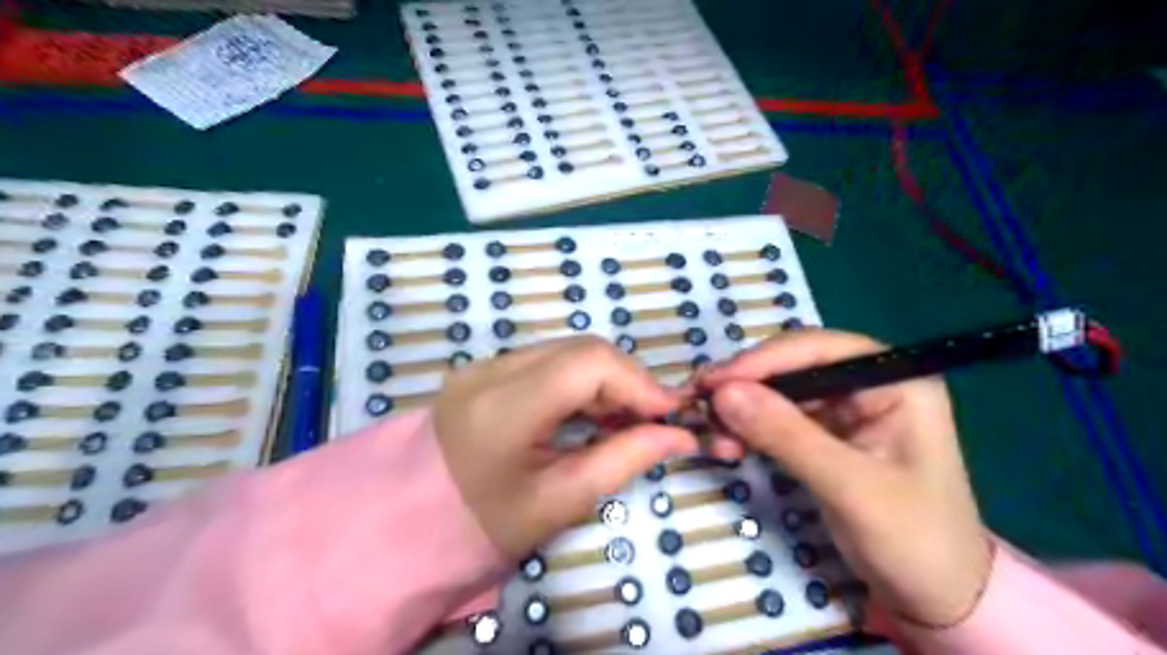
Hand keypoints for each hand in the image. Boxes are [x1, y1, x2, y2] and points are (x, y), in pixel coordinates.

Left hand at [435, 338, 694, 557]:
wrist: (414, 522)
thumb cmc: (487, 525)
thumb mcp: (561, 500)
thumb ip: (625, 459)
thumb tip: (680, 435)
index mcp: (504, 407)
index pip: (589, 363)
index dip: (638, 381)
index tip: (669, 413)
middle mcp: (491, 371)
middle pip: (582, 350)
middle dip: (626, 380)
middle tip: (649, 420)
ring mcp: (483, 365)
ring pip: (567, 351)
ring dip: (605, 379)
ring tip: (622, 418)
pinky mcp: (483, 369)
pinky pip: (547, 360)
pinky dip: (579, 380)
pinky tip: (588, 411)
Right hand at [695, 333, 988, 628]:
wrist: (934, 596)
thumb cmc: (914, 540)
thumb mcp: (850, 487)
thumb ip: (787, 436)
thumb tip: (723, 393)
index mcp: (896, 380)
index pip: (820, 349)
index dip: (764, 360)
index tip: (715, 382)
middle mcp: (867, 383)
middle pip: (793, 364)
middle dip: (746, 383)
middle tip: (699, 402)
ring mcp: (844, 408)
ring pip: (778, 389)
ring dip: (740, 405)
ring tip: (707, 426)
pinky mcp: (824, 432)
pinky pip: (776, 416)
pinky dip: (748, 426)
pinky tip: (726, 440)